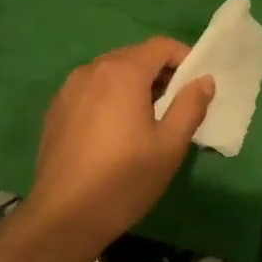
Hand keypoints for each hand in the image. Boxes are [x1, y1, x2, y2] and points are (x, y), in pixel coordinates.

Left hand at [23, 38, 214, 254]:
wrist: (64, 216)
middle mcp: (93, 70)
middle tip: (176, 104)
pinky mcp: (56, 109)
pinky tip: (115, 131)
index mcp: (123, 72)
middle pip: (134, 56)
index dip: (184, 58)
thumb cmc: (124, 179)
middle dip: (160, 72)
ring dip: (134, 84)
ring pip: (111, 72)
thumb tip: (204, 80)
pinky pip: (91, 89)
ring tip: (147, 118)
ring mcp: (69, 89)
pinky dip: (110, 97)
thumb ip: (190, 106)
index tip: (196, 84)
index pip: (161, 45)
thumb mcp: (170, 146)